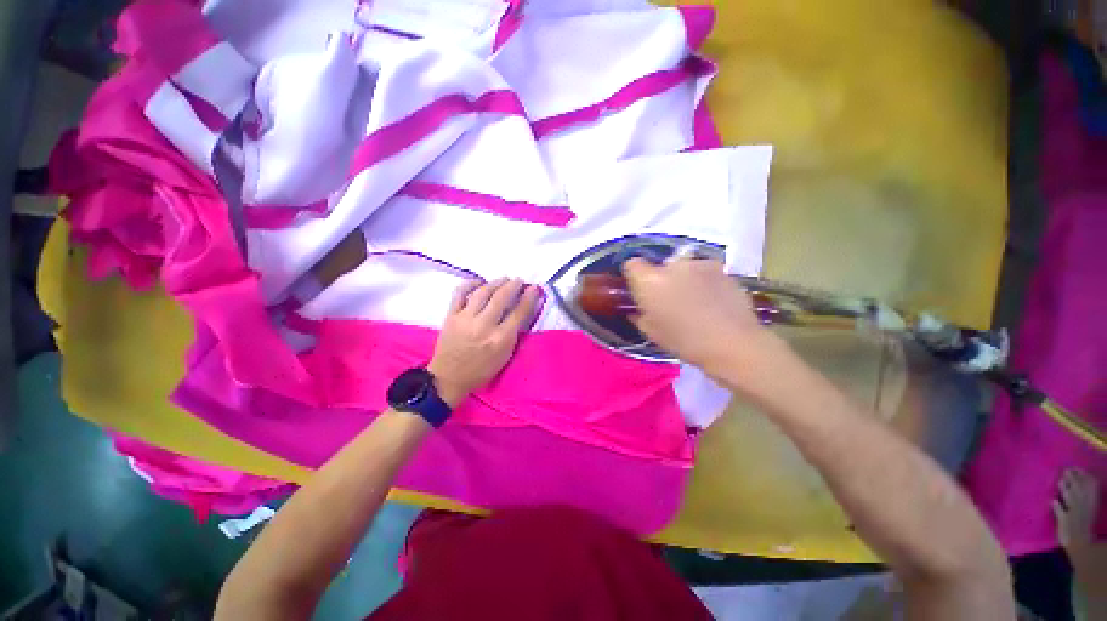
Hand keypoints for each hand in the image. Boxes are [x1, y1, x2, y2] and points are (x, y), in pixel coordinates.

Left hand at [428, 278, 541, 406]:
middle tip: (519, 280)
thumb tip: (522, 311)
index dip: (529, 297)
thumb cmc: (481, 370)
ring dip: (496, 282)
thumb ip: (514, 333)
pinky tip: (479, 282)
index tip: (535, 288)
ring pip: (482, 292)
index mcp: (500, 339)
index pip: (519, 312)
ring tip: (504, 279)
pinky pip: (459, 293)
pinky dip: (470, 284)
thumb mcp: (504, 356)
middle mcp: (483, 326)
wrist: (449, 378)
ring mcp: (465, 319)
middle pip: (501, 297)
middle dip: (513, 285)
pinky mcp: (450, 316)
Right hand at [622, 257, 780, 374]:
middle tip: (668, 300)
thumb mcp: (652, 333)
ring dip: (683, 279)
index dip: (634, 277)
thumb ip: (639, 315)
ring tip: (693, 300)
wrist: (733, 344)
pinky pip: (703, 271)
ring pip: (682, 267)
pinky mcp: (721, 268)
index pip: (632, 264)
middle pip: (659, 266)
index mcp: (650, 281)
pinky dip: (703, 282)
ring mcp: (699, 264)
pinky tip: (711, 300)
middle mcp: (672, 265)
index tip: (639, 290)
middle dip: (660, 279)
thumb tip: (636, 310)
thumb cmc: (685, 342)